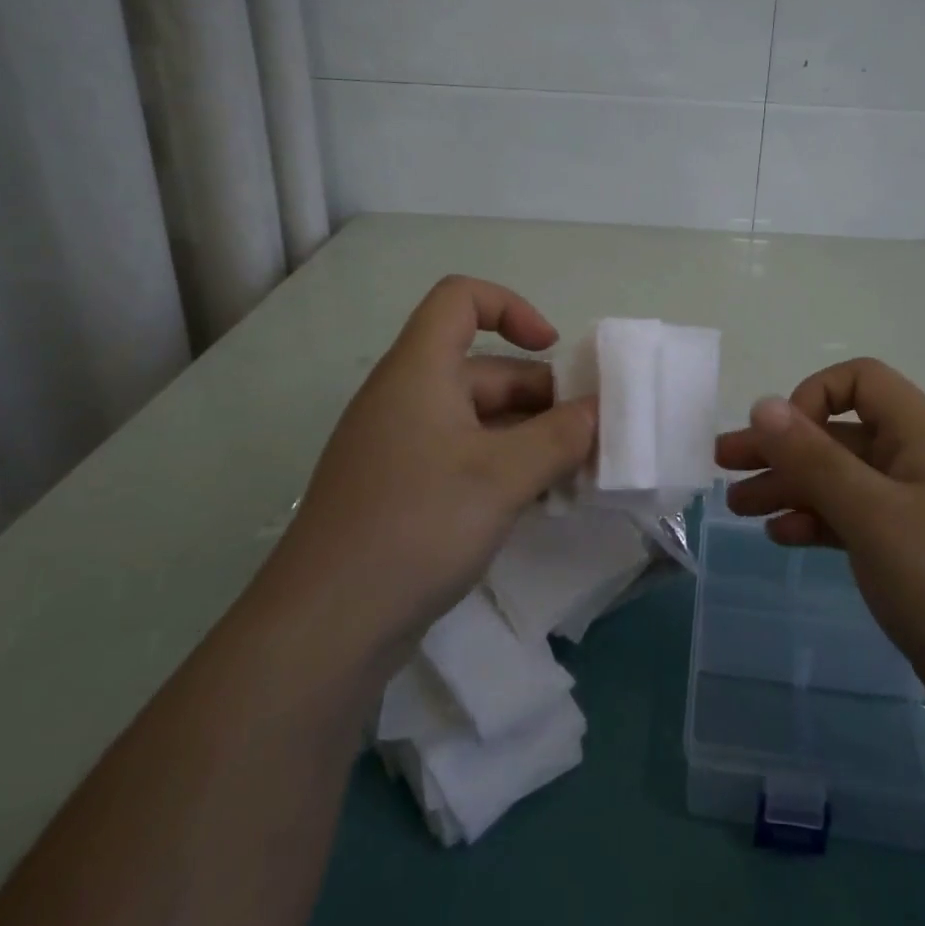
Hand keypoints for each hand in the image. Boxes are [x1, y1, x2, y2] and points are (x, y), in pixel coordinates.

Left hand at [262, 276, 594, 662]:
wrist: (326, 627)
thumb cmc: (417, 525)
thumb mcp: (503, 476)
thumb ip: (561, 436)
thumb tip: (598, 412)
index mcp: (419, 371)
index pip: (460, 299)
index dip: (511, 307)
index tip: (552, 350)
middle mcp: (406, 398)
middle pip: (482, 368)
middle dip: (540, 395)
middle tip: (588, 436)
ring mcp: (400, 447)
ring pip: (477, 419)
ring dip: (528, 437)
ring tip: (574, 474)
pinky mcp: (400, 491)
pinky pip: (462, 458)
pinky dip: (502, 468)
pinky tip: (535, 504)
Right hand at [715, 358, 924, 736]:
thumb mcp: (872, 514)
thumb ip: (814, 458)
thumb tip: (763, 403)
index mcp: (921, 436)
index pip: (860, 382)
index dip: (814, 397)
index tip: (782, 439)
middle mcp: (918, 462)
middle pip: (839, 434)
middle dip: (781, 447)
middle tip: (724, 464)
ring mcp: (917, 509)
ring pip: (842, 480)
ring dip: (790, 486)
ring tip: (738, 507)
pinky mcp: (912, 553)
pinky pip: (855, 519)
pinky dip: (817, 521)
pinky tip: (783, 536)